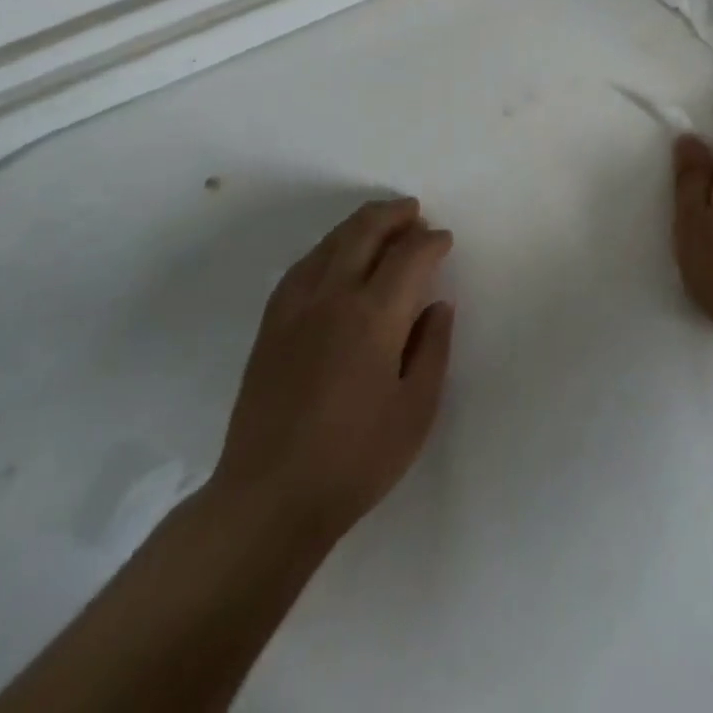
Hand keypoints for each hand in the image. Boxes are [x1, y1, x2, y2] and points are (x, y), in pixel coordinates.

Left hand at [213, 199, 455, 540]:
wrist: (268, 498)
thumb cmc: (355, 460)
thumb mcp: (415, 411)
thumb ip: (433, 350)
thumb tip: (437, 305)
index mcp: (374, 317)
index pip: (409, 256)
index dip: (431, 241)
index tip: (444, 241)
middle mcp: (333, 297)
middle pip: (364, 232)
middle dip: (394, 215)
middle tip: (414, 213)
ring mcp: (295, 307)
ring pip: (331, 242)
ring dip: (360, 224)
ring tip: (382, 224)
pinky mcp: (271, 325)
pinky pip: (303, 265)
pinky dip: (328, 247)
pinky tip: (335, 256)